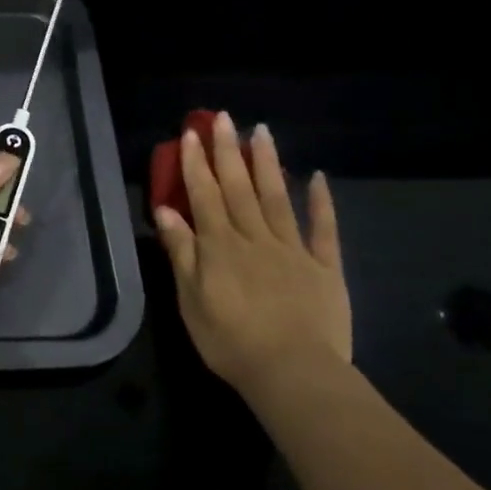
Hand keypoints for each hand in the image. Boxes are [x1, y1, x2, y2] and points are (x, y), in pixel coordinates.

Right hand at [154, 112, 351, 396]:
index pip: (204, 196)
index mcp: (220, 247)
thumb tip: (166, 211)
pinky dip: (321, 202)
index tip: (190, 134)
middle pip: (238, 188)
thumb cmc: (231, 341)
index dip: (195, 165)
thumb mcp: (191, 301)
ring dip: (267, 163)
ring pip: (277, 197)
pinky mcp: (324, 267)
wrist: (293, 372)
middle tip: (222, 117)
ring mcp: (293, 249)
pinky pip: (323, 229)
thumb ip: (181, 253)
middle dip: (228, 151)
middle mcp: (255, 238)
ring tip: (261, 131)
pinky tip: (317, 177)